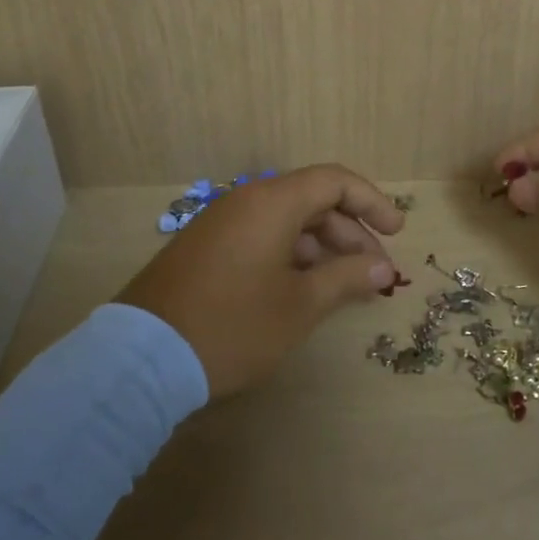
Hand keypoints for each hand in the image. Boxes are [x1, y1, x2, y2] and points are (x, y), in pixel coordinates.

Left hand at [116, 165, 407, 396]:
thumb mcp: (301, 305)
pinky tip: (300, 288)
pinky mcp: (204, 248)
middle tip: (375, 272)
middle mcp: (245, 201)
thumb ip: (347, 278)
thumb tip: (383, 269)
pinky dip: (290, 254)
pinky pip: (260, 236)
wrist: (142, 359)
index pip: (334, 181)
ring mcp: (220, 223)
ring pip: (285, 220)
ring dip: (321, 247)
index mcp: (272, 202)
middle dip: (349, 233)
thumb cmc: (234, 325)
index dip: (371, 202)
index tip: (395, 233)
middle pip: (311, 200)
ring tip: (342, 285)